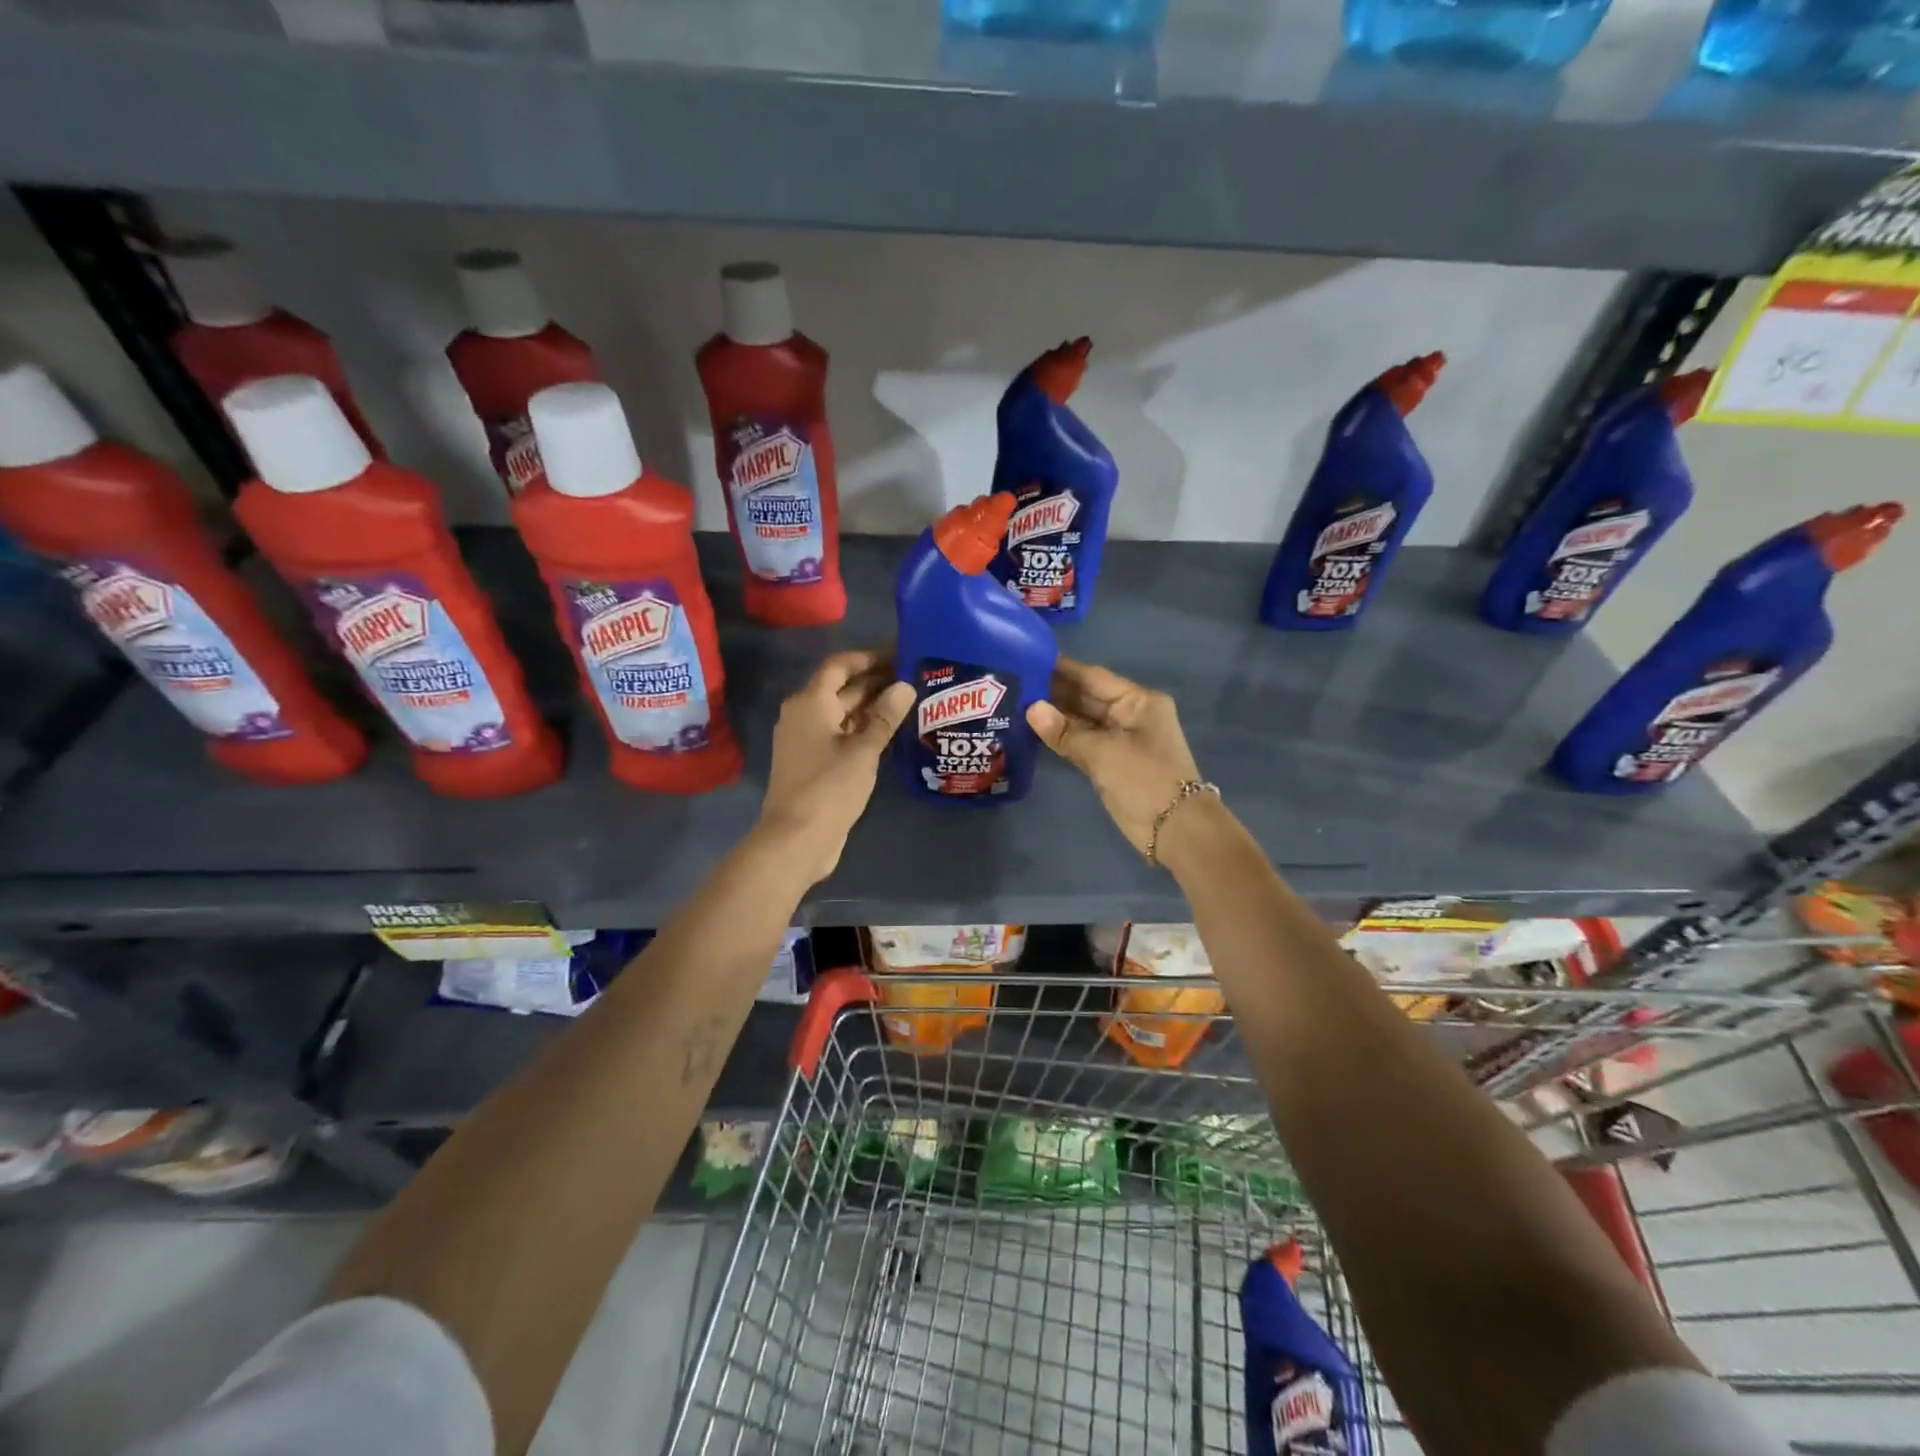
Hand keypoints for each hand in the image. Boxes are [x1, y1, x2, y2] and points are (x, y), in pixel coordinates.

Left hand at [758, 648, 915, 883]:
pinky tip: (891, 732)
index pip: (840, 665)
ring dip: (872, 706)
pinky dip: (863, 729)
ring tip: (910, 701)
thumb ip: (885, 716)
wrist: (797, 839)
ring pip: (842, 712)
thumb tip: (905, 686)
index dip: (869, 657)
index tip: (900, 653)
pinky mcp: (814, 763)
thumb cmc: (829, 787)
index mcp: (810, 702)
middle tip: (914, 677)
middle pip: (841, 688)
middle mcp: (804, 715)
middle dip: (875, 681)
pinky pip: (841, 734)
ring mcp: (807, 740)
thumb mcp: (863, 750)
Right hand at [1026, 658, 1202, 855]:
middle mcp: (1129, 714)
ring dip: (1054, 716)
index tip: (1029, 658)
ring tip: (1016, 704)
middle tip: (1014, 683)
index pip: (1093, 677)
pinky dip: (1061, 737)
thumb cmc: (1144, 779)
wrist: (1175, 829)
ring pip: (1082, 721)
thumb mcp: (1103, 752)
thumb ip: (1065, 731)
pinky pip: (1081, 742)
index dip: (1062, 669)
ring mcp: (1120, 739)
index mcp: (1137, 701)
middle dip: (1054, 692)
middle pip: (1086, 697)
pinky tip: (1033, 731)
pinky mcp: (1110, 762)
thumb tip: (1031, 709)